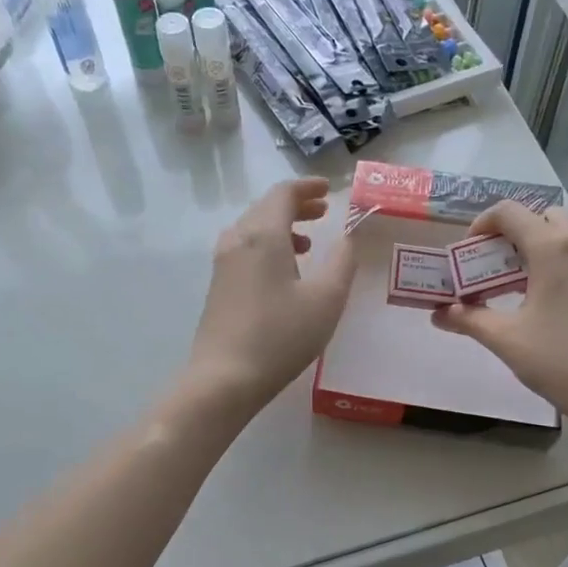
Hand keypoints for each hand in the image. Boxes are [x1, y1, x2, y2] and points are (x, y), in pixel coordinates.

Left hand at [185, 177, 357, 417]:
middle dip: (296, 205)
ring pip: (253, 229)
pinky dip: (268, 246)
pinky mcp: (218, 286)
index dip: (307, 187)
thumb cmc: (280, 336)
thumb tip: (348, 237)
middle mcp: (237, 240)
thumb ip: (342, 262)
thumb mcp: (326, 299)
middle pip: (266, 208)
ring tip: (309, 244)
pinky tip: (284, 273)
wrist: (224, 379)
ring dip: (282, 227)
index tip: (329, 189)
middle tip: (323, 211)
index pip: (283, 193)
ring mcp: (223, 264)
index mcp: (263, 234)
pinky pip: (245, 249)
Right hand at [434, 202, 567, 435]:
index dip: (483, 223)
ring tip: (532, 284)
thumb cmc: (562, 364)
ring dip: (547, 246)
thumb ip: (470, 320)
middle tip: (500, 267)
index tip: (471, 250)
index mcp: (553, 250)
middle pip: (544, 216)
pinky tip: (565, 302)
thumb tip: (440, 314)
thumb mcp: (508, 341)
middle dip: (517, 233)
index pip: (510, 212)